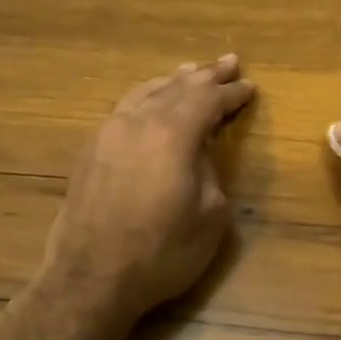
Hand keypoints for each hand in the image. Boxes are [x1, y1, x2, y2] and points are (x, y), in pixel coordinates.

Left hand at [42, 55, 254, 325]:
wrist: (92, 277)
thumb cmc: (162, 252)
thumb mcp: (210, 216)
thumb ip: (210, 171)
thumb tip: (199, 151)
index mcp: (172, 134)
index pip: (208, 100)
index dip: (231, 93)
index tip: (250, 87)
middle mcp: (137, 121)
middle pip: (176, 87)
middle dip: (205, 76)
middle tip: (227, 62)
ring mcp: (108, 132)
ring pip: (145, 92)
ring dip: (173, 82)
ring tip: (190, 73)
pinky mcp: (90, 150)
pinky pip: (125, 108)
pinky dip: (146, 97)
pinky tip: (150, 102)